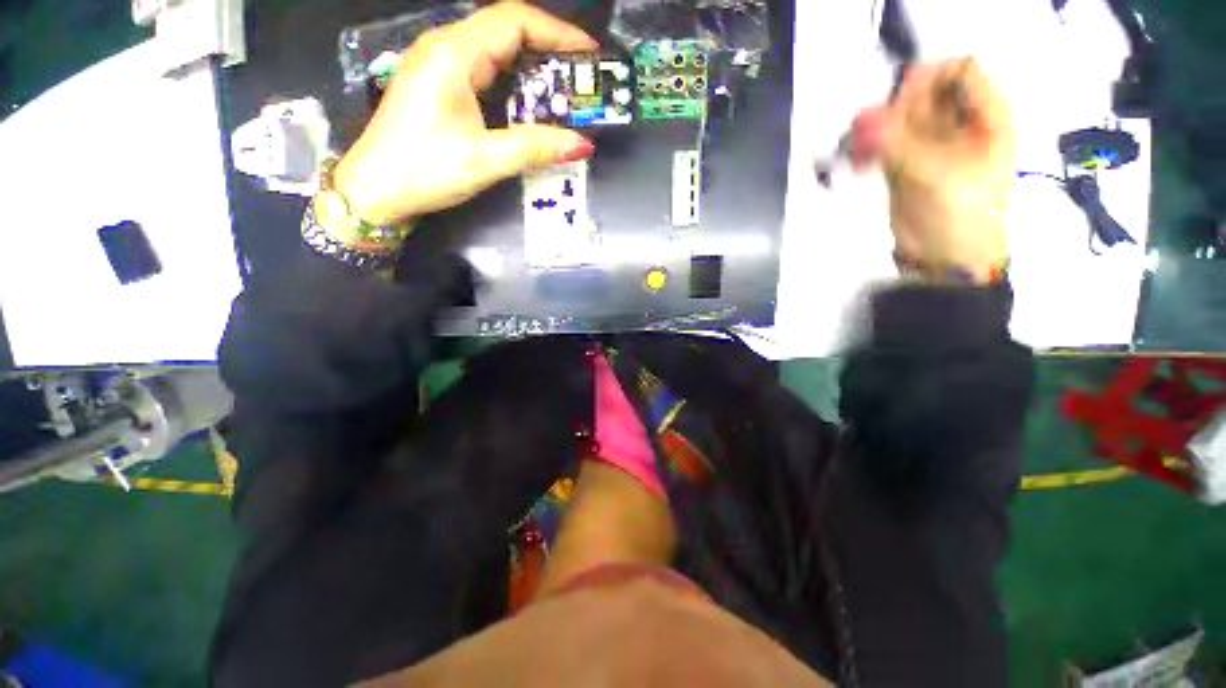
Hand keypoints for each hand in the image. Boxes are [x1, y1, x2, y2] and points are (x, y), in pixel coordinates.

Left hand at [333, 3, 597, 226]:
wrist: (375, 191)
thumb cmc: (425, 171)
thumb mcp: (485, 160)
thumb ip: (535, 148)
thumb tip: (582, 144)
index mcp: (453, 54)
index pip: (514, 20)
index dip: (557, 32)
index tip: (588, 56)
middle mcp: (444, 47)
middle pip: (505, 29)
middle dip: (548, 49)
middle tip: (580, 80)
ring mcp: (437, 63)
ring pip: (494, 48)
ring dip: (531, 66)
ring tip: (562, 92)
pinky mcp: (436, 83)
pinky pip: (482, 67)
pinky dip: (512, 80)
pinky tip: (527, 103)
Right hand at [853, 58, 1015, 282]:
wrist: (946, 258)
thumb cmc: (959, 214)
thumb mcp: (935, 173)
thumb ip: (898, 143)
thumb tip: (861, 120)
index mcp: (986, 117)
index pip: (959, 72)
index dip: (928, 78)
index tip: (898, 102)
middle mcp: (960, 124)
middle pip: (926, 93)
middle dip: (895, 106)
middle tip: (869, 129)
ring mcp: (932, 145)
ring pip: (901, 119)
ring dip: (876, 129)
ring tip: (857, 150)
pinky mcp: (906, 165)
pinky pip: (886, 144)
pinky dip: (869, 149)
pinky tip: (857, 163)